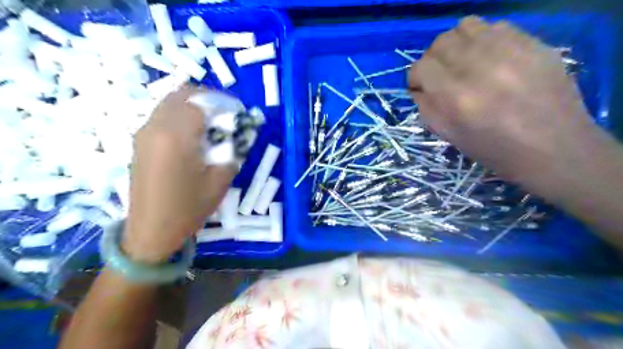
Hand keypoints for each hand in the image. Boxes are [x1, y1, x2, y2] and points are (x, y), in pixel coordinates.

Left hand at [123, 85, 237, 261]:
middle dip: (207, 98)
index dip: (223, 103)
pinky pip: (162, 116)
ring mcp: (143, 133)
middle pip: (181, 95)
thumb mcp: (220, 180)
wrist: (151, 231)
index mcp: (176, 136)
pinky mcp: (139, 142)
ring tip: (212, 124)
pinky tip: (193, 134)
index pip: (201, 102)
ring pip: (169, 103)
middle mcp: (155, 127)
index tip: (238, 112)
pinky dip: (180, 115)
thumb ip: (232, 151)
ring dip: (193, 106)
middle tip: (226, 114)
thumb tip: (239, 133)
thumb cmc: (189, 208)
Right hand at [409, 17, 592, 182]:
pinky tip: (491, 59)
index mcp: (455, 96)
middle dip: (434, 60)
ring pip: (465, 27)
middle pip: (440, 43)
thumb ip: (426, 108)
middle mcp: (478, 67)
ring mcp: (508, 50)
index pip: (421, 67)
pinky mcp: (532, 43)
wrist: (554, 148)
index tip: (422, 87)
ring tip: (464, 62)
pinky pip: (495, 26)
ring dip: (457, 44)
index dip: (416, 77)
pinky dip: (484, 40)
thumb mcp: (450, 136)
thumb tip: (419, 88)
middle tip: (443, 75)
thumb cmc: (495, 150)